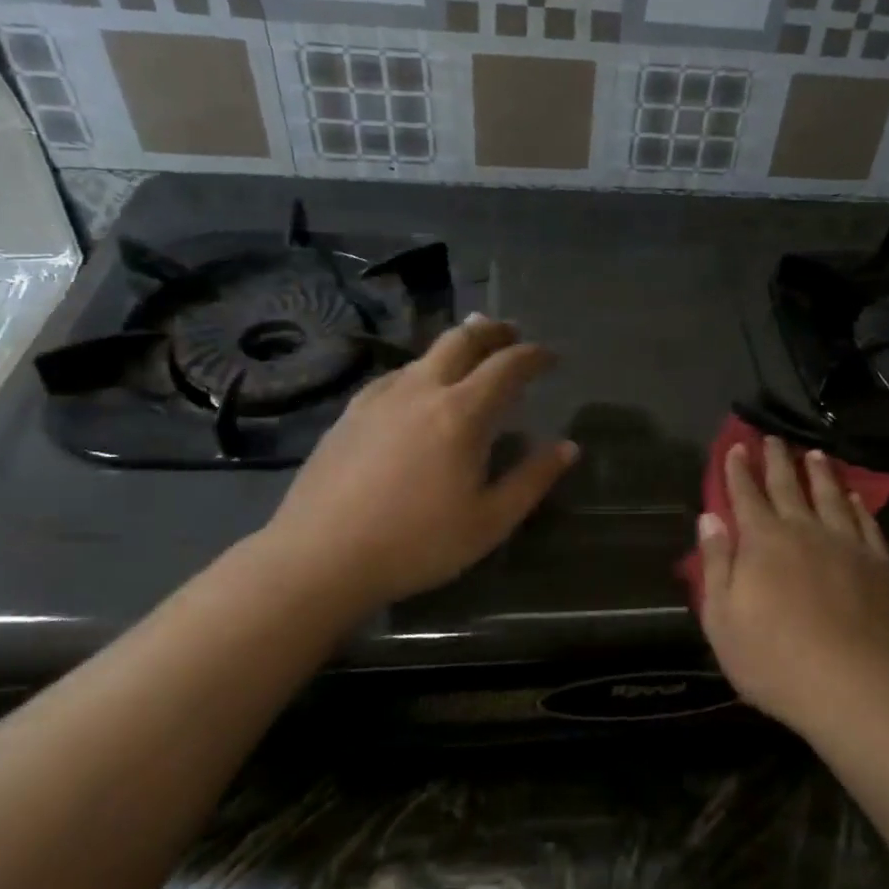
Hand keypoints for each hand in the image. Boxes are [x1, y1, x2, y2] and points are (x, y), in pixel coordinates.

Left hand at [255, 314, 577, 617]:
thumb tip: (568, 447)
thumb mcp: (490, 521)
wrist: (320, 557)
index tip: (550, 357)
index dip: (534, 356)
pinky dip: (420, 372)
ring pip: (424, 355)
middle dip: (492, 330)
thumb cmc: (416, 543)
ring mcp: (380, 398)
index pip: (507, 366)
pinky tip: (416, 391)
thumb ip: (532, 479)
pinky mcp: (350, 413)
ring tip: (470, 358)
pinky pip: (395, 377)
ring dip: (455, 348)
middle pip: (461, 340)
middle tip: (511, 332)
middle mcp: (421, 390)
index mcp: (462, 413)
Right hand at [695, 435, 888, 737]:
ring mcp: (845, 545)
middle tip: (772, 438)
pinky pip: (866, 524)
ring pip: (830, 496)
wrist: (855, 686)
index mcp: (763, 541)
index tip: (736, 447)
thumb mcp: (723, 619)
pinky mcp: (878, 565)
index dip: (738, 470)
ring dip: (819, 473)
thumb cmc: (775, 659)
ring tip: (814, 454)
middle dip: (776, 460)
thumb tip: (709, 518)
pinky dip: (858, 506)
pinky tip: (855, 497)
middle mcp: (804, 530)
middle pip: (788, 486)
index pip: (746, 495)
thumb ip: (716, 564)